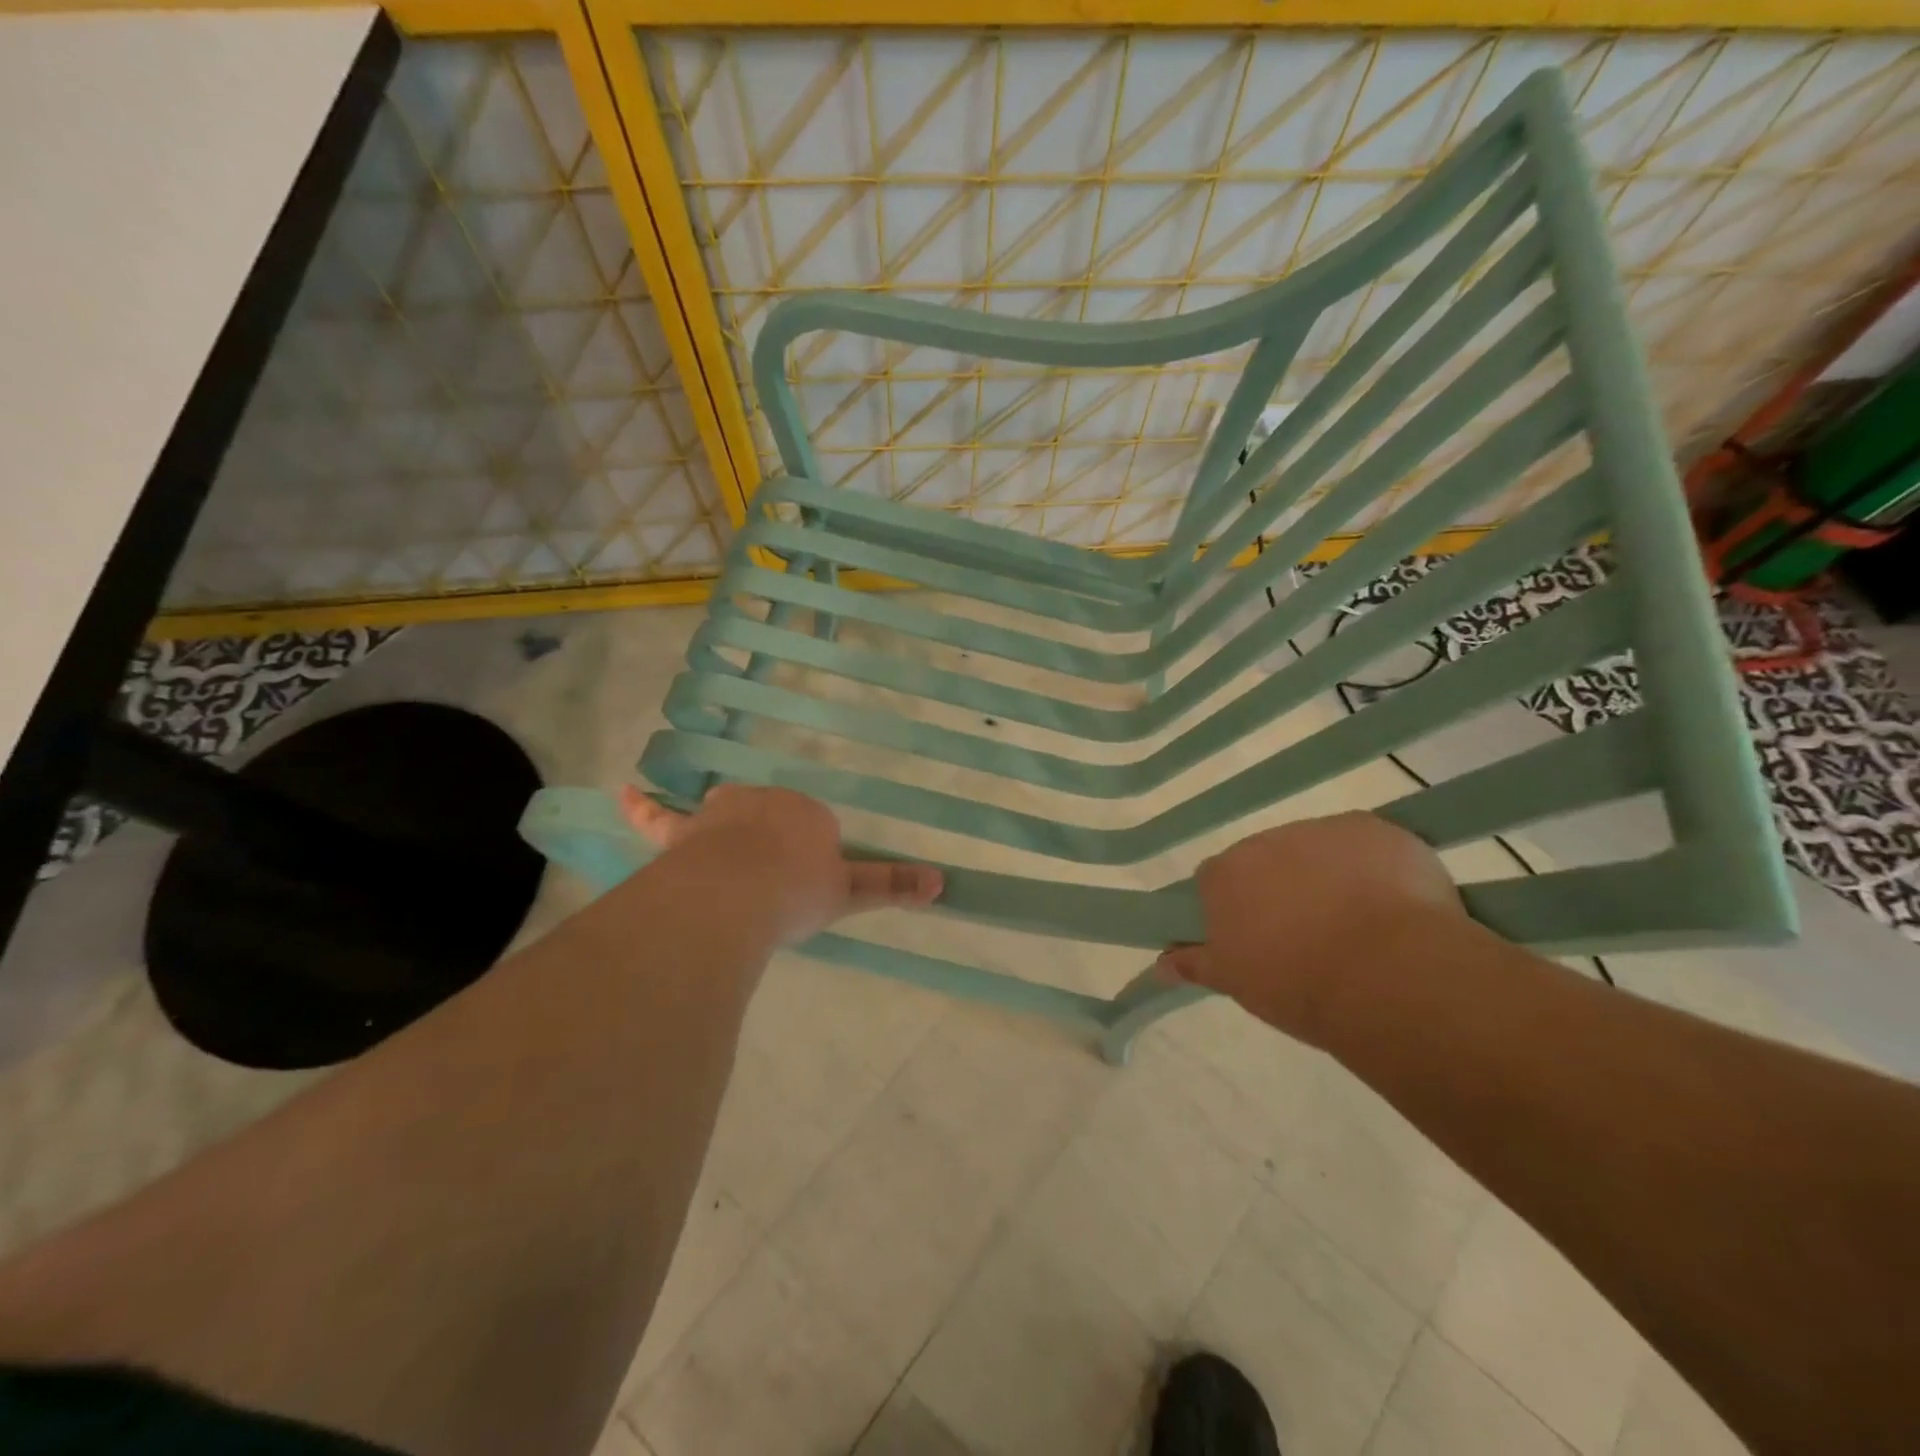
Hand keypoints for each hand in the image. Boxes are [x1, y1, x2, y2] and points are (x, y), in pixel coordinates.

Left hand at [620, 784, 942, 946]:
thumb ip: (892, 885)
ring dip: (730, 831)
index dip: (811, 861)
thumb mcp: (849, 892)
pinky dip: (642, 807)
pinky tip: (623, 792)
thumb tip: (943, 883)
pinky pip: (658, 817)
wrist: (736, 895)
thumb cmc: (797, 892)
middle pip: (772, 817)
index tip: (806, 891)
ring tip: (734, 866)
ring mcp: (720, 813)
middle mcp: (765, 802)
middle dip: (773, 845)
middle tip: (774, 888)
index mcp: (807, 813)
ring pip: (726, 813)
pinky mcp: (682, 833)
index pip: (815, 828)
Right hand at [1156, 812, 1462, 1044]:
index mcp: (1225, 874)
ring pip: (1318, 849)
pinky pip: (1367, 845)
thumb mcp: (1237, 983)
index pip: (1216, 880)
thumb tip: (1160, 964)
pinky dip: (1375, 868)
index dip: (1235, 906)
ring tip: (1358, 925)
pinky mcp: (1373, 829)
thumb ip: (1196, 964)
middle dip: (1283, 887)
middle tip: (1307, 934)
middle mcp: (1265, 841)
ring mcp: (1320, 830)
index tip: (1254, 936)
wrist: (1386, 974)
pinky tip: (1394, 907)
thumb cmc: (1297, 984)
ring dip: (1328, 875)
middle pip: (1268, 859)